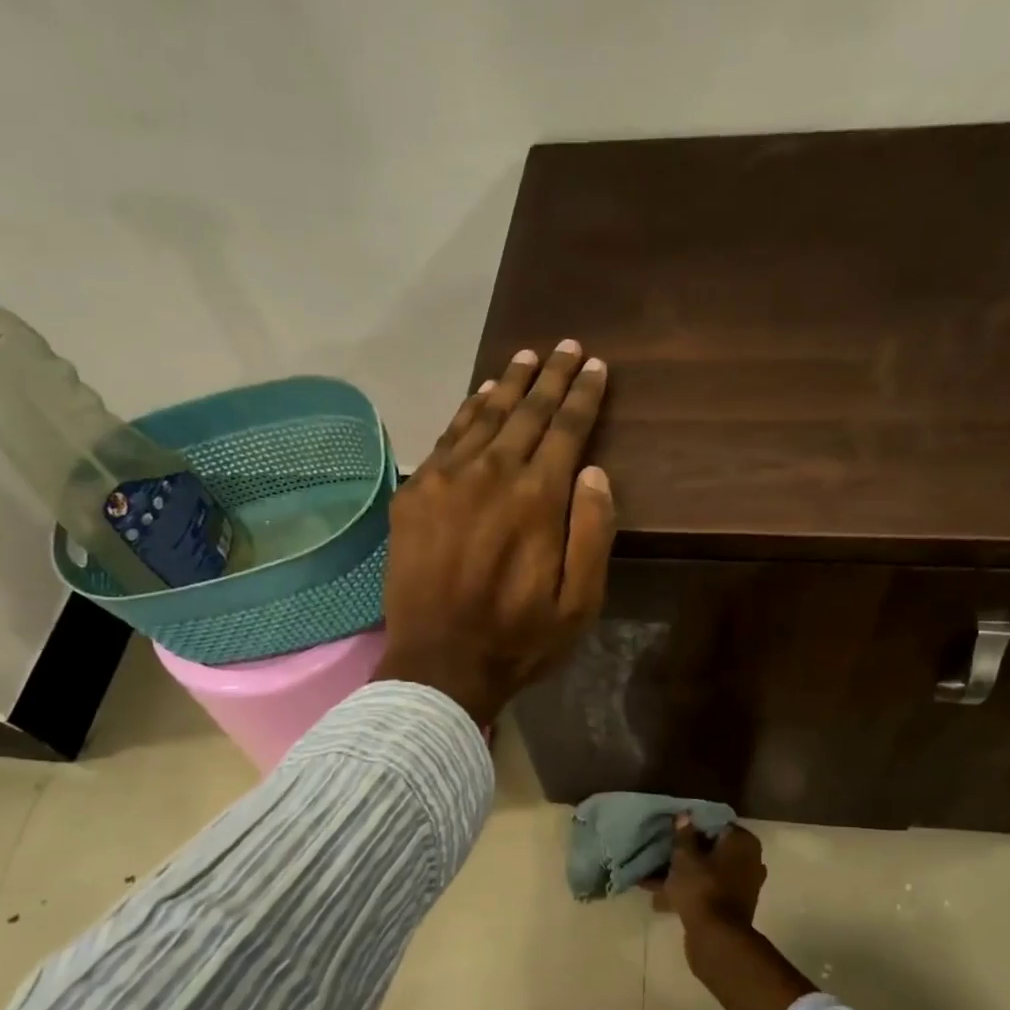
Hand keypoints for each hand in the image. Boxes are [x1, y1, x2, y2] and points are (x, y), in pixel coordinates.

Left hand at [373, 342, 615, 725]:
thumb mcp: (580, 603)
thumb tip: (593, 471)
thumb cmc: (519, 639)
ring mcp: (446, 480)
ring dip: (509, 383)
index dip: (583, 395)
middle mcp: (491, 474)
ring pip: (484, 415)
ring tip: (526, 357)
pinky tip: (480, 396)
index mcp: (537, 498)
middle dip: (550, 376)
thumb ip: (592, 533)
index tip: (594, 366)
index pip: (566, 429)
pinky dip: (468, 411)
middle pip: (526, 411)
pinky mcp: (415, 494)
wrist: (439, 664)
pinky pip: (447, 437)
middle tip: (566, 346)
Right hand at [652, 819, 808, 1009]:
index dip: (692, 826)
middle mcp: (749, 861)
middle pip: (712, 849)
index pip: (716, 824)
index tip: (671, 829)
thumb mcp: (685, 856)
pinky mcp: (731, 907)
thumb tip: (684, 816)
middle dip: (685, 853)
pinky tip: (658, 898)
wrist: (716, 938)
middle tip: (660, 852)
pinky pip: (706, 891)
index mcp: (743, 842)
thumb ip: (684, 835)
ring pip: (707, 872)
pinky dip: (687, 892)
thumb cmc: (702, 888)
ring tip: (650, 878)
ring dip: (682, 875)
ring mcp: (742, 886)